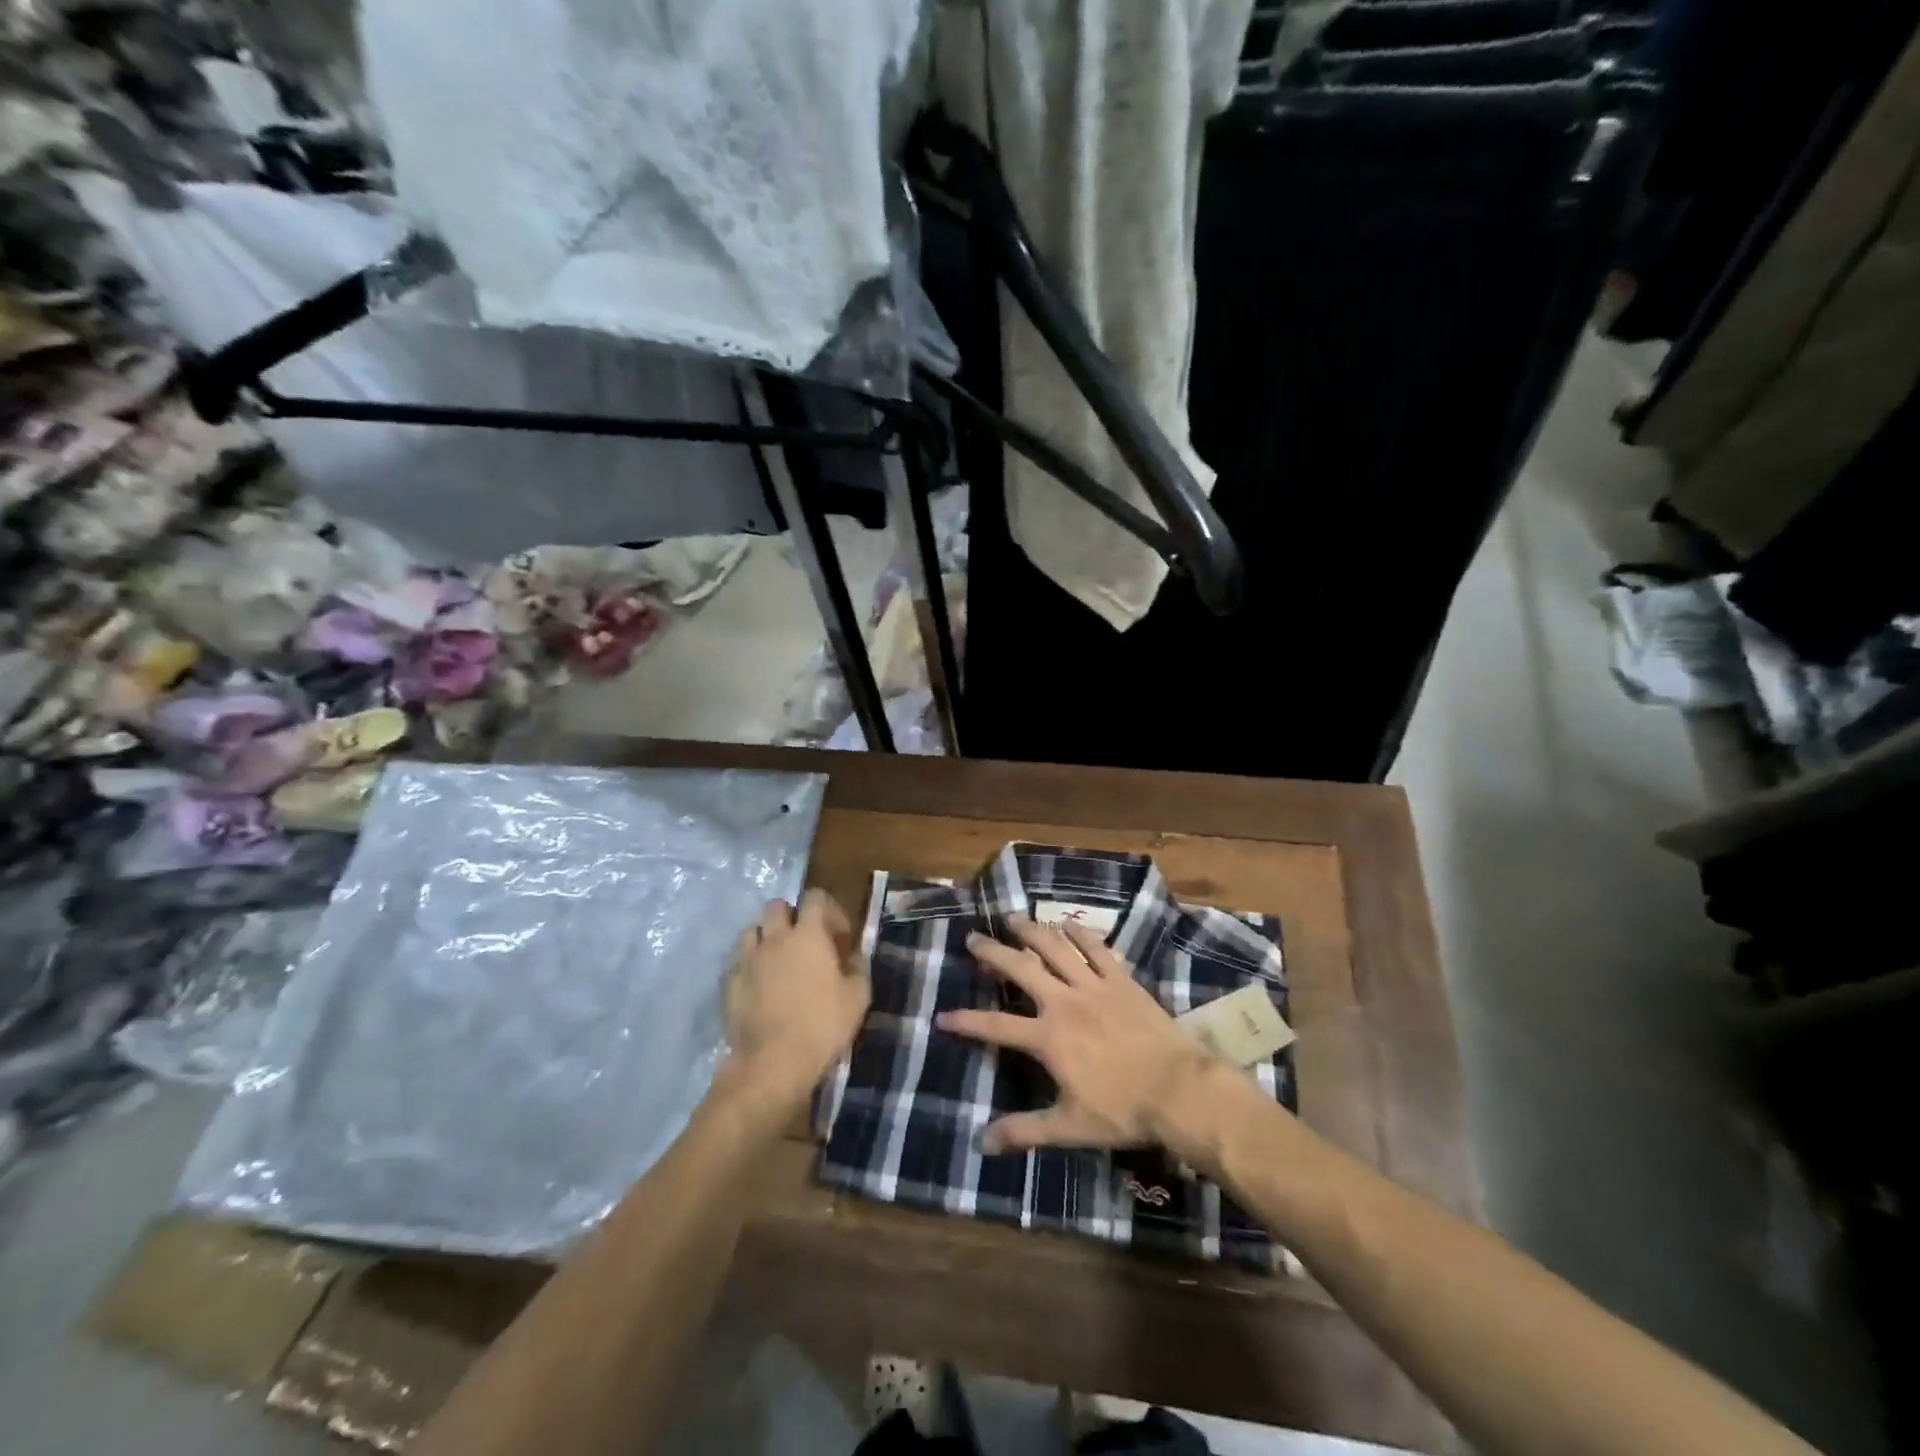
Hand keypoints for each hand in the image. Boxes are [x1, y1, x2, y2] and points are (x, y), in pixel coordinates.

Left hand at [723, 890, 867, 1111]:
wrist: (772, 1063)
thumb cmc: (822, 1026)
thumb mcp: (858, 997)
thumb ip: (857, 967)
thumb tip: (853, 955)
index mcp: (808, 934)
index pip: (816, 897)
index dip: (830, 910)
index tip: (839, 937)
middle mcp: (775, 938)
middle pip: (777, 906)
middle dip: (792, 916)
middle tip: (805, 942)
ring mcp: (747, 959)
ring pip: (752, 929)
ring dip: (766, 937)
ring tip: (777, 960)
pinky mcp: (728, 982)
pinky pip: (738, 960)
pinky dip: (749, 964)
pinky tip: (759, 985)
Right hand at [936, 914, 1209, 1154]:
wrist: (1178, 1088)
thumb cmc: (1123, 1110)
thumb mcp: (1069, 1127)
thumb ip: (1025, 1131)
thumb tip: (984, 1142)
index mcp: (1048, 1038)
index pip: (996, 1026)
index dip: (967, 1021)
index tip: (942, 1015)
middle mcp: (1064, 1002)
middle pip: (1021, 969)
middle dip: (993, 953)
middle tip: (973, 938)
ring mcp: (1094, 986)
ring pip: (1056, 949)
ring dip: (1031, 931)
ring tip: (1013, 918)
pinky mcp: (1121, 980)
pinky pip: (1096, 949)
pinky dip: (1080, 933)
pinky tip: (1067, 922)